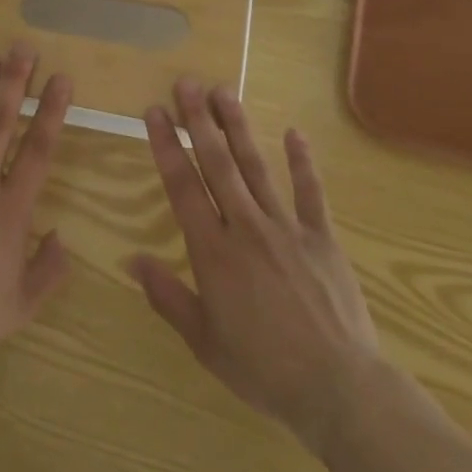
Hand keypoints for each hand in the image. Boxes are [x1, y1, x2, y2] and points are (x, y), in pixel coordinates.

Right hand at [128, 79, 380, 454]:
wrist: (339, 389)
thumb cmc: (264, 369)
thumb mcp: (205, 342)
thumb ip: (168, 296)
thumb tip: (132, 259)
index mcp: (213, 252)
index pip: (182, 186)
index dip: (166, 146)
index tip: (155, 111)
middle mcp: (246, 227)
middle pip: (217, 164)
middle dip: (199, 120)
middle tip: (186, 83)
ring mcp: (287, 228)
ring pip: (257, 167)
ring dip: (238, 128)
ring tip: (224, 91)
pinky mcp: (321, 238)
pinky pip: (310, 193)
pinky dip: (302, 162)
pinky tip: (295, 132)